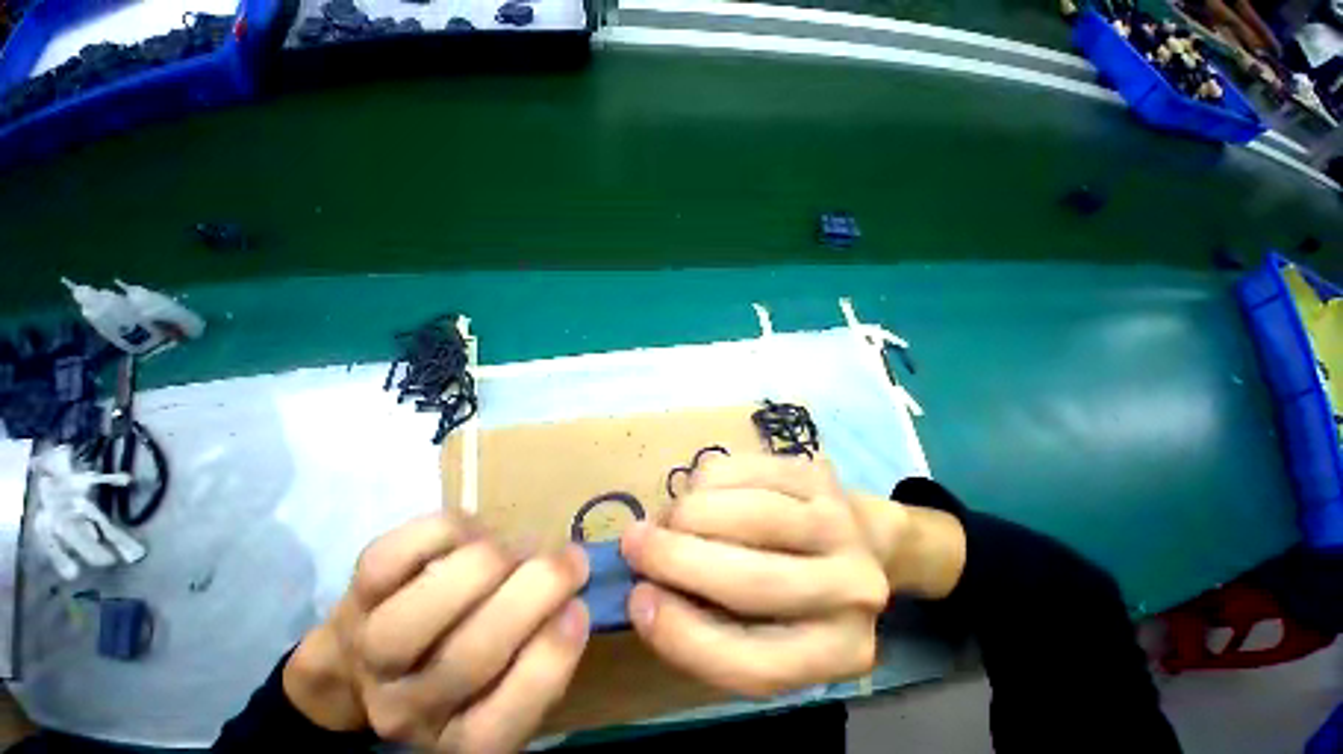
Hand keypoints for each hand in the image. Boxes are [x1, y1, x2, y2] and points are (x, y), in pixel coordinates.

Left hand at [284, 513, 590, 752]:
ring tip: (518, 549)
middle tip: (570, 560)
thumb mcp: (506, 675)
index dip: (549, 660)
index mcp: (451, 737)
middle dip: (538, 590)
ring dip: (493, 561)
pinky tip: (472, 534)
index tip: (578, 609)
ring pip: (430, 605)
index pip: (497, 728)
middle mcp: (406, 709)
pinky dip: (448, 532)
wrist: (364, 655)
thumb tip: (568, 597)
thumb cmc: (458, 659)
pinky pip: (395, 556)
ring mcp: (372, 651)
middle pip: (469, 659)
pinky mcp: (355, 595)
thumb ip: (541, 646)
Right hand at [619, 454, 888, 696]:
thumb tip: (649, 584)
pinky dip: (708, 478)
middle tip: (633, 542)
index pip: (754, 665)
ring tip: (667, 517)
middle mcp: (851, 591)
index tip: (636, 602)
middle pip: (752, 582)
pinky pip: (748, 469)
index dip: (683, 635)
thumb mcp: (765, 627)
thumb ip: (711, 620)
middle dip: (676, 559)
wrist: (857, 536)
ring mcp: (838, 524)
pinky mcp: (818, 474)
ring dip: (689, 513)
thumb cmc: (800, 591)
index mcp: (837, 652)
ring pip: (749, 516)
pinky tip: (696, 488)